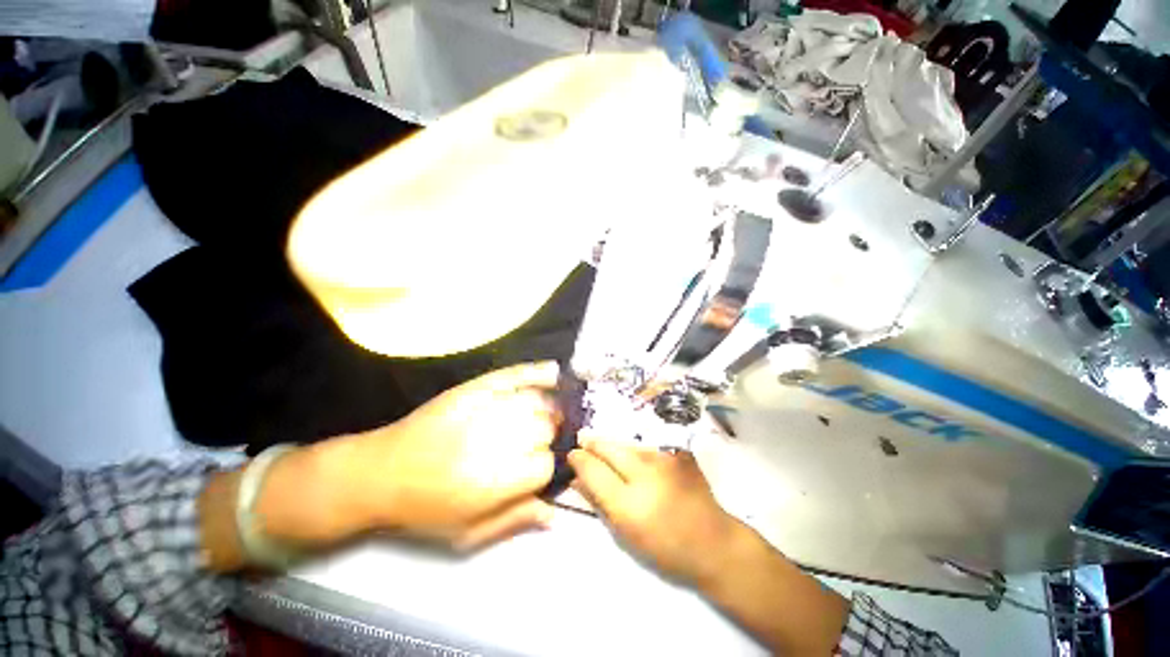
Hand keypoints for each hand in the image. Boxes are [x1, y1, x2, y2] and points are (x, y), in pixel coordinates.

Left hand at [259, 362, 560, 552]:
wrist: (380, 473)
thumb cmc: (424, 510)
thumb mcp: (468, 533)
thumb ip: (514, 520)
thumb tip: (555, 514)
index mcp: (499, 480)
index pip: (547, 464)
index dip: (544, 469)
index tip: (533, 470)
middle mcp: (499, 440)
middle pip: (546, 428)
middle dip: (546, 437)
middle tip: (533, 443)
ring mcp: (488, 408)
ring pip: (538, 403)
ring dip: (546, 409)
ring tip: (542, 416)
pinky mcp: (476, 388)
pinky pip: (516, 376)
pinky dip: (538, 372)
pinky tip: (553, 373)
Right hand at [567, 434, 741, 586]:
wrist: (713, 541)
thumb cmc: (666, 548)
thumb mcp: (626, 533)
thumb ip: (599, 502)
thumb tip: (577, 479)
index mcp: (630, 505)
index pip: (594, 470)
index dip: (579, 460)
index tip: (572, 455)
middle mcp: (646, 474)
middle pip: (609, 448)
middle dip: (592, 443)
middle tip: (581, 439)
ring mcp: (665, 459)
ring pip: (627, 443)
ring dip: (612, 444)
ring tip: (601, 444)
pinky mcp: (678, 451)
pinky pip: (646, 444)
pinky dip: (633, 447)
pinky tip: (630, 451)